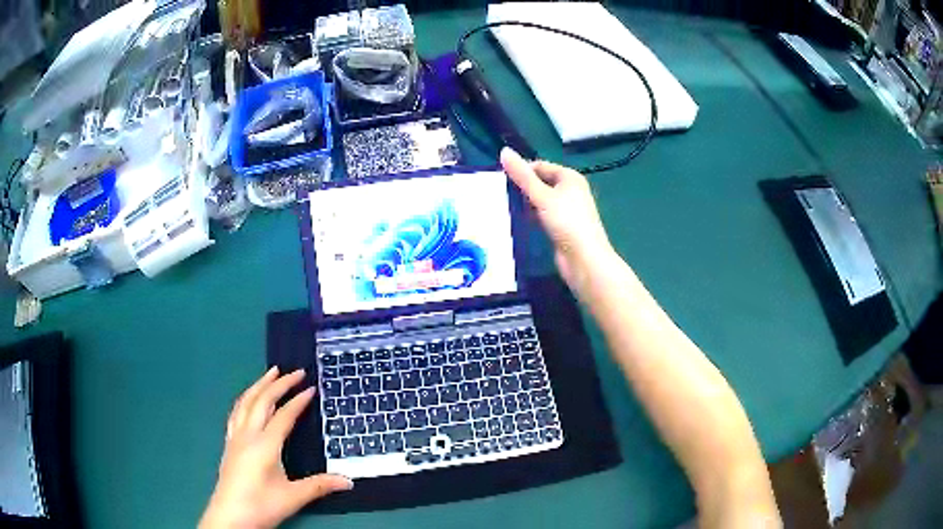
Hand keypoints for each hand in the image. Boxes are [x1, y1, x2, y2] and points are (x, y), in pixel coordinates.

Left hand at [200, 367, 352, 528]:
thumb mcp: (293, 497)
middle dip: (279, 384)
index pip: (283, 416)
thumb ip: (320, 486)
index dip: (298, 400)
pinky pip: (236, 412)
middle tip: (295, 371)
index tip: (311, 387)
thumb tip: (349, 481)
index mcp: (265, 444)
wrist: (229, 516)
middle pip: (262, 401)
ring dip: (259, 385)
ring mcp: (235, 438)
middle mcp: (248, 435)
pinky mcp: (229, 444)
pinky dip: (246, 399)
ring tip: (271, 374)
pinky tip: (248, 400)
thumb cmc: (261, 505)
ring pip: (246, 402)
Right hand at [501, 148, 615, 298]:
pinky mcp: (562, 227)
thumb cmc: (566, 221)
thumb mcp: (542, 195)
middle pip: (541, 182)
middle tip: (499, 193)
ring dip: (526, 203)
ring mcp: (567, 210)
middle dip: (523, 187)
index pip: (540, 166)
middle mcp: (570, 190)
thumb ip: (522, 175)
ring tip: (504, 206)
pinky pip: (543, 215)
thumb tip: (503, 151)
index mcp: (570, 177)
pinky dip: (532, 216)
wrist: (583, 259)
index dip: (522, 170)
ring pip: (541, 200)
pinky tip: (519, 221)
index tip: (500, 179)